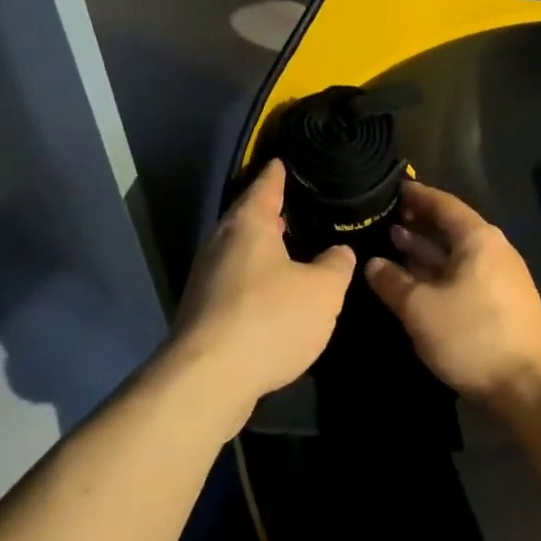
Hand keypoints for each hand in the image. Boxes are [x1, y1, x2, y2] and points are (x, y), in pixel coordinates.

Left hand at [163, 159, 353, 434]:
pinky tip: (274, 293)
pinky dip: (255, 279)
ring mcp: (206, 278)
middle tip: (298, 208)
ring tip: (292, 249)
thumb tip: (338, 252)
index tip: (283, 160)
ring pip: (240, 251)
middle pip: (247, 218)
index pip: (265, 186)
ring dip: (263, 249)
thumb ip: (335, 265)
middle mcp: (221, 243)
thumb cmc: (270, 319)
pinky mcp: (202, 312)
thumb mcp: (323, 290)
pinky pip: (235, 281)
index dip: (278, 173)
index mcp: (249, 225)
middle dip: (271, 213)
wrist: (208, 379)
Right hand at [363, 181, 540, 413]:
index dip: (416, 195)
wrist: (530, 386)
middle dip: (417, 223)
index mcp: (478, 239)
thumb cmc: (473, 335)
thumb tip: (372, 263)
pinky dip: (436, 273)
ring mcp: (498, 278)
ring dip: (425, 250)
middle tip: (382, 219)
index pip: (443, 204)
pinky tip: (414, 282)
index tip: (390, 189)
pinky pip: (461, 275)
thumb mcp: (421, 308)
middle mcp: (492, 250)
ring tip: (391, 245)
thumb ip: (393, 282)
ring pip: (455, 255)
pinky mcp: (499, 304)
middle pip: (450, 227)